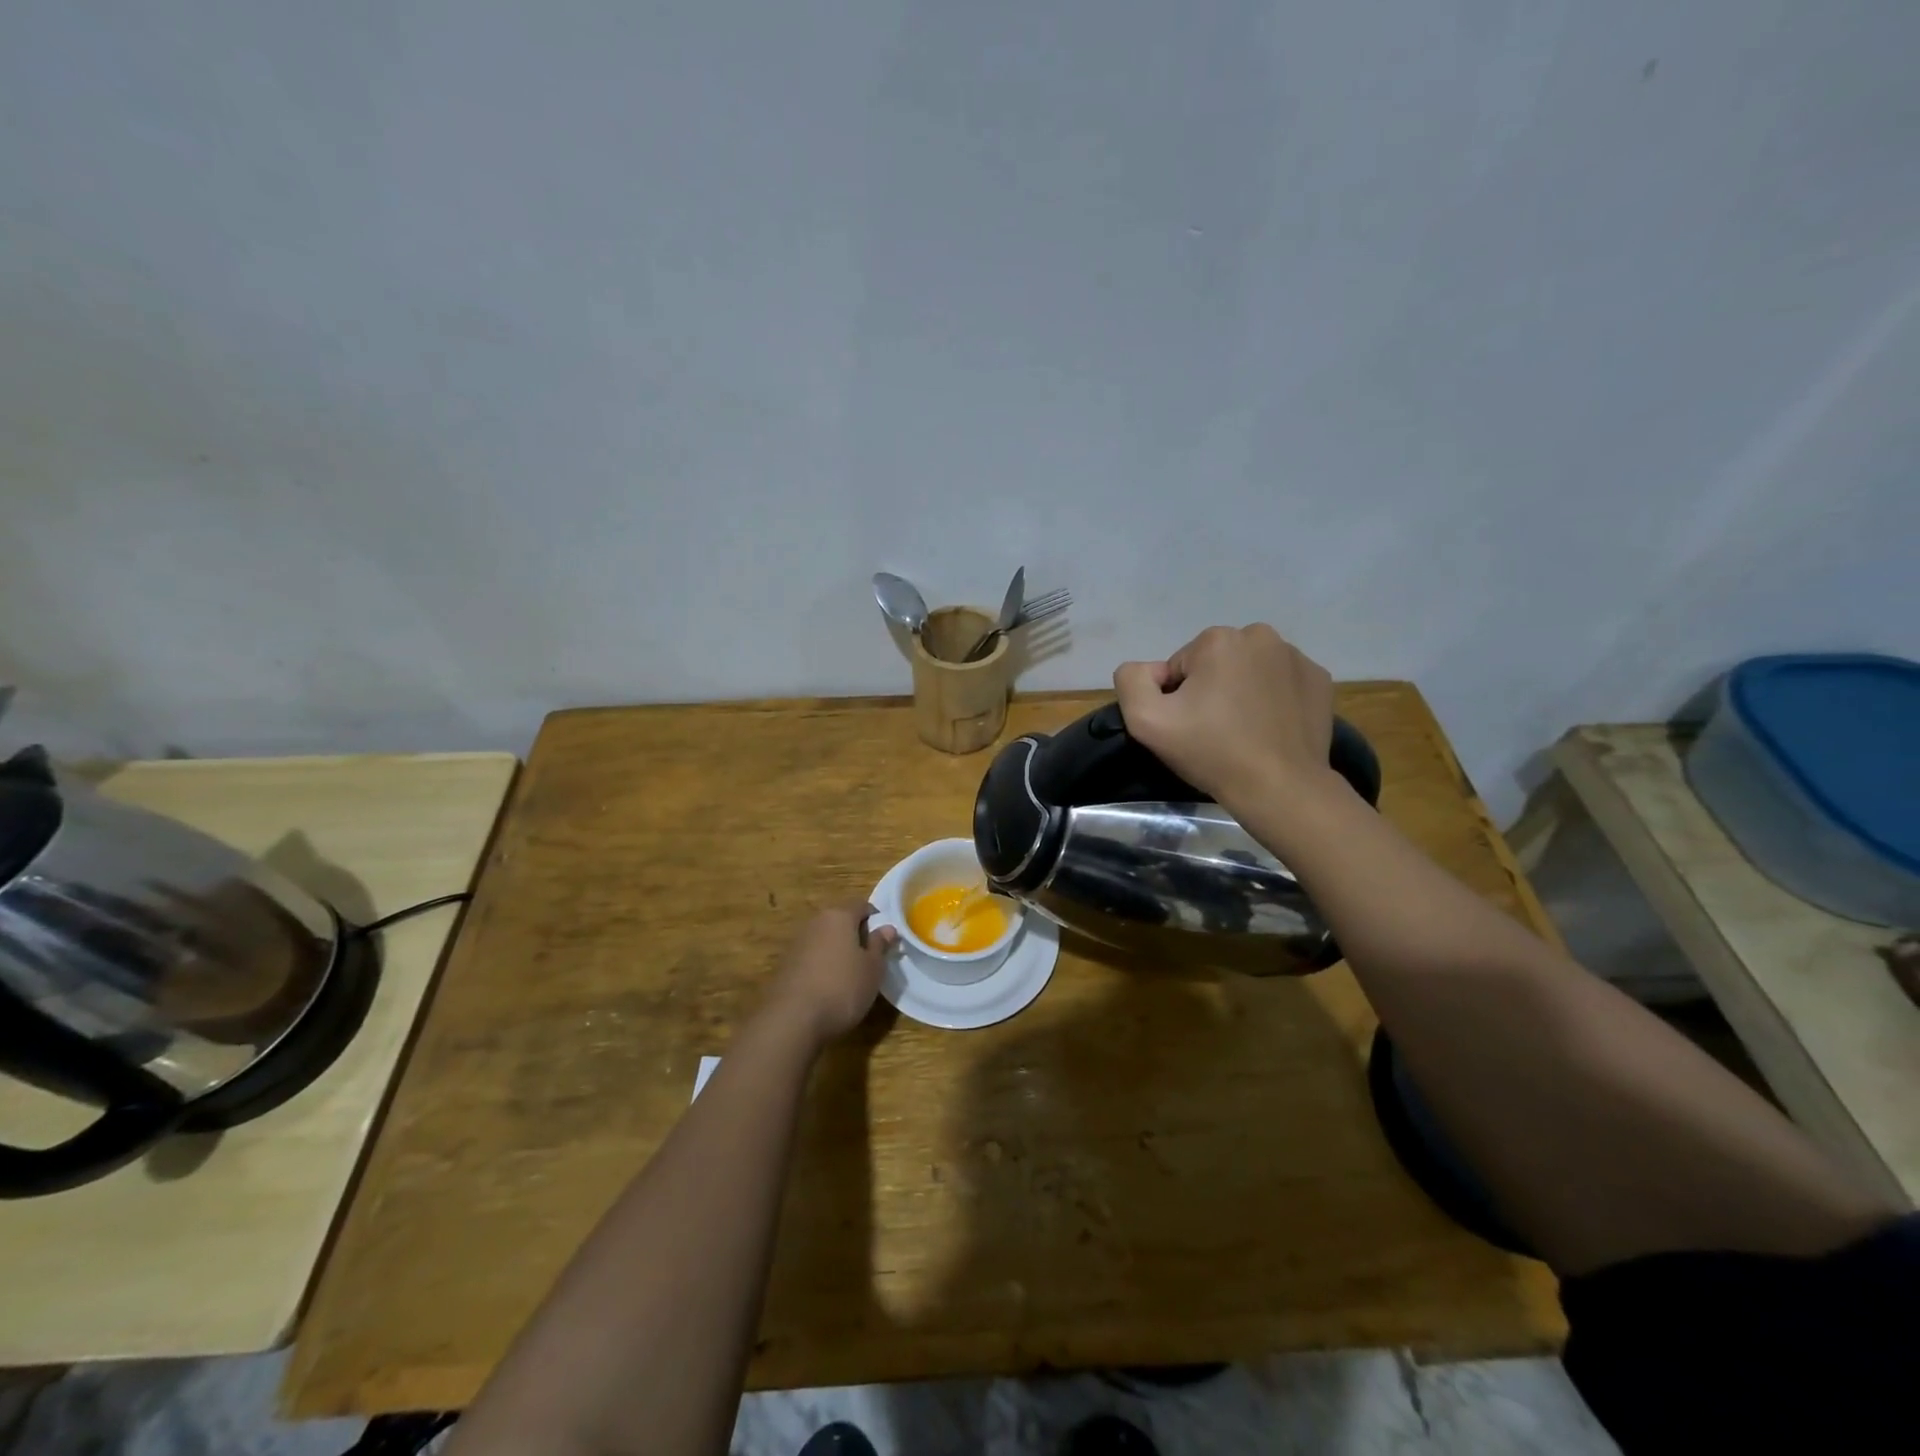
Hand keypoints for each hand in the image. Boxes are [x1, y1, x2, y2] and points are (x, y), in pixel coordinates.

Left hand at [763, 901, 896, 1044]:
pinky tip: (828, 988)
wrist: (792, 1020)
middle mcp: (815, 923)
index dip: (876, 918)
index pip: (861, 905)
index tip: (885, 938)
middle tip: (870, 957)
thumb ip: (880, 945)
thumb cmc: (842, 988)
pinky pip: (811, 957)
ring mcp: (797, 943)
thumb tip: (887, 927)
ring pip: (824, 939)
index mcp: (839, 916)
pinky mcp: (784, 965)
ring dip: (837, 951)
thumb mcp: (873, 969)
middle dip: (856, 935)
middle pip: (840, 920)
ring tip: (850, 975)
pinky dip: (821, 966)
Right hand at [1113, 624, 1335, 804]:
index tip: (1189, 727)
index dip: (1177, 698)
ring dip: (1241, 692)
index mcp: (1218, 639)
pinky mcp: (1319, 681)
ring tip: (1243, 732)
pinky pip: (1281, 683)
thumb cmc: (1211, 752)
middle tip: (1214, 731)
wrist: (1280, 788)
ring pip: (1250, 670)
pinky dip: (1272, 700)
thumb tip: (1149, 670)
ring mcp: (1297, 657)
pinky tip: (1270, 729)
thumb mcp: (1146, 721)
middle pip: (1216, 663)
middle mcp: (1261, 636)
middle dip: (1210, 690)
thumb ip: (1132, 681)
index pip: (1180, 666)